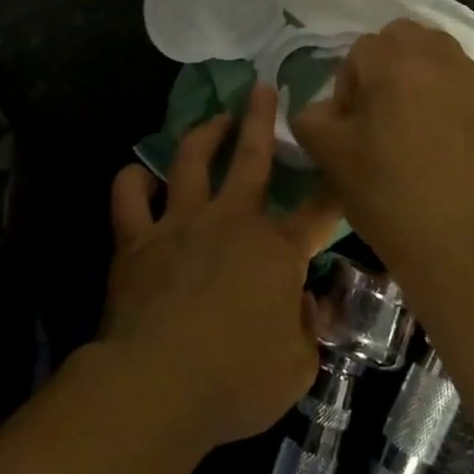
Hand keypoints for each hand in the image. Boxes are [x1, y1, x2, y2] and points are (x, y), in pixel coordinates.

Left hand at [102, 85, 340, 449]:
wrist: (157, 385)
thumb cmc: (237, 380)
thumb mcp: (296, 367)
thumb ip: (307, 330)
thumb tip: (305, 306)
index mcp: (276, 250)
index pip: (318, 213)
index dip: (335, 190)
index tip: (345, 169)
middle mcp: (231, 221)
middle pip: (252, 158)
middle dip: (262, 120)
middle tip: (263, 89)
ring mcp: (181, 224)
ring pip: (192, 160)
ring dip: (204, 134)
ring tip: (214, 118)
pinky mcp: (138, 240)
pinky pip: (129, 197)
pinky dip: (133, 181)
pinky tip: (141, 176)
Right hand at [291, 19, 473, 280]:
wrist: (450, 234)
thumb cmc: (383, 189)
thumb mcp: (327, 152)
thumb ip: (311, 116)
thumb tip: (324, 109)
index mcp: (392, 60)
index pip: (359, 51)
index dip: (348, 86)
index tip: (351, 123)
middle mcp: (433, 55)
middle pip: (399, 36)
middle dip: (383, 63)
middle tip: (377, 109)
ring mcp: (465, 75)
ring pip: (431, 48)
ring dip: (413, 68)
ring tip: (406, 113)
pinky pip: (455, 71)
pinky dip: (439, 84)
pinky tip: (433, 125)